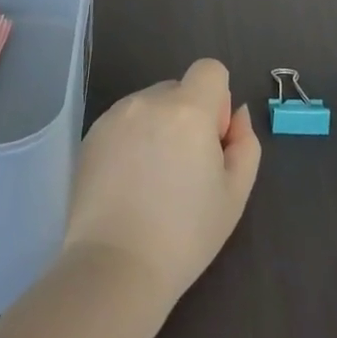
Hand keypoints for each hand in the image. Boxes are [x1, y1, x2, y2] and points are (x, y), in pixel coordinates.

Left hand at [63, 59, 261, 307]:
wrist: (115, 267)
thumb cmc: (185, 234)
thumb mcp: (234, 194)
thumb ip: (244, 143)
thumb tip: (236, 114)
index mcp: (188, 110)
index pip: (210, 70)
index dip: (217, 102)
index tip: (211, 141)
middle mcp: (149, 101)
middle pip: (179, 90)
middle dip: (188, 117)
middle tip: (184, 170)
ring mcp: (115, 115)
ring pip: (149, 106)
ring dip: (158, 128)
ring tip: (152, 182)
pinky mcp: (91, 135)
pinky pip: (123, 123)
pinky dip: (131, 141)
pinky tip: (128, 185)